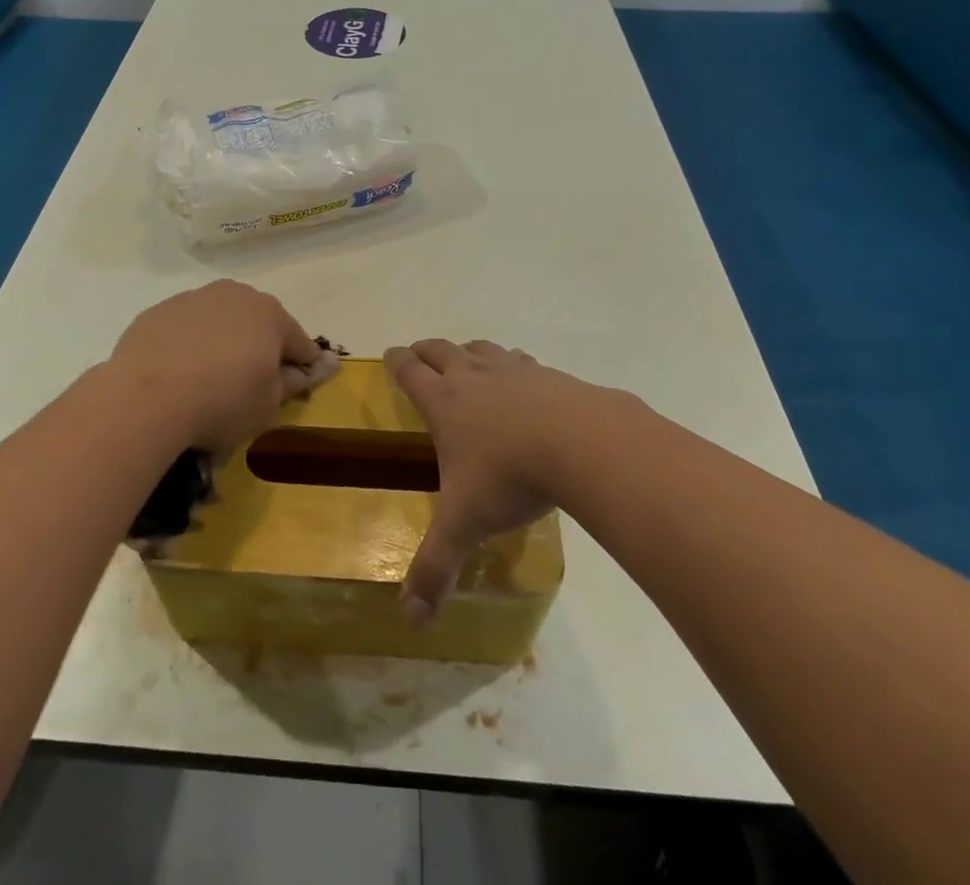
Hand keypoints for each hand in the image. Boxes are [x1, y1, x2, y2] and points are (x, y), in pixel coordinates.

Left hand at [110, 281, 322, 451]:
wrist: (146, 398)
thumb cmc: (221, 402)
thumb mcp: (268, 404)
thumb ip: (291, 383)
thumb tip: (306, 370)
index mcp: (270, 314)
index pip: (299, 341)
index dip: (303, 365)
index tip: (301, 384)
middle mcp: (235, 295)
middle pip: (259, 321)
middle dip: (261, 345)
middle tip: (253, 381)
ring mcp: (193, 298)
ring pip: (220, 319)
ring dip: (224, 340)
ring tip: (211, 376)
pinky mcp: (158, 311)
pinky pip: (186, 327)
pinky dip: (190, 343)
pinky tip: (179, 371)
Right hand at [384, 339, 612, 621]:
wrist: (579, 442)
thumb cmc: (508, 477)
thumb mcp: (465, 524)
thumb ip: (436, 567)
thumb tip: (411, 620)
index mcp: (443, 402)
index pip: (409, 371)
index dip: (396, 361)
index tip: (390, 353)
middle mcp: (473, 376)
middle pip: (441, 350)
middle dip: (426, 351)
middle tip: (418, 354)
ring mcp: (512, 370)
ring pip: (481, 348)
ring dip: (468, 352)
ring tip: (468, 360)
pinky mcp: (548, 374)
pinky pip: (521, 361)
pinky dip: (513, 364)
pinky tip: (524, 380)